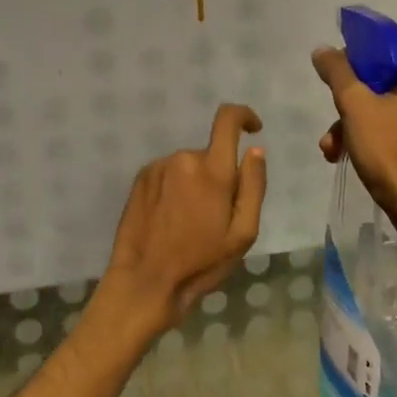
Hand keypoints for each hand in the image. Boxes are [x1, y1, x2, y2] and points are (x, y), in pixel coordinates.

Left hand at [94, 103, 266, 338]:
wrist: (146, 281)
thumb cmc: (201, 263)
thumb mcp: (242, 234)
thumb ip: (253, 186)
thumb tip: (255, 150)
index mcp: (213, 171)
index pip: (227, 120)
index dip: (244, 116)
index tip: (253, 128)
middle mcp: (184, 159)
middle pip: (210, 155)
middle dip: (218, 176)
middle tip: (214, 216)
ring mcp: (159, 167)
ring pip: (188, 166)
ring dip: (194, 184)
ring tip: (189, 223)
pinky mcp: (141, 179)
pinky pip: (168, 174)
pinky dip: (175, 189)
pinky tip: (170, 219)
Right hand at [311, 48, 396, 226]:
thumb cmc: (388, 150)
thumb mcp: (355, 105)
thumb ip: (337, 72)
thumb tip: (323, 50)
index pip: (380, 54)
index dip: (351, 65)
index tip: (333, 85)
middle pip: (378, 84)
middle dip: (347, 106)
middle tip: (332, 126)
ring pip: (382, 108)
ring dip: (352, 125)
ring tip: (331, 147)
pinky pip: (392, 127)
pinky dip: (369, 137)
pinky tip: (345, 154)